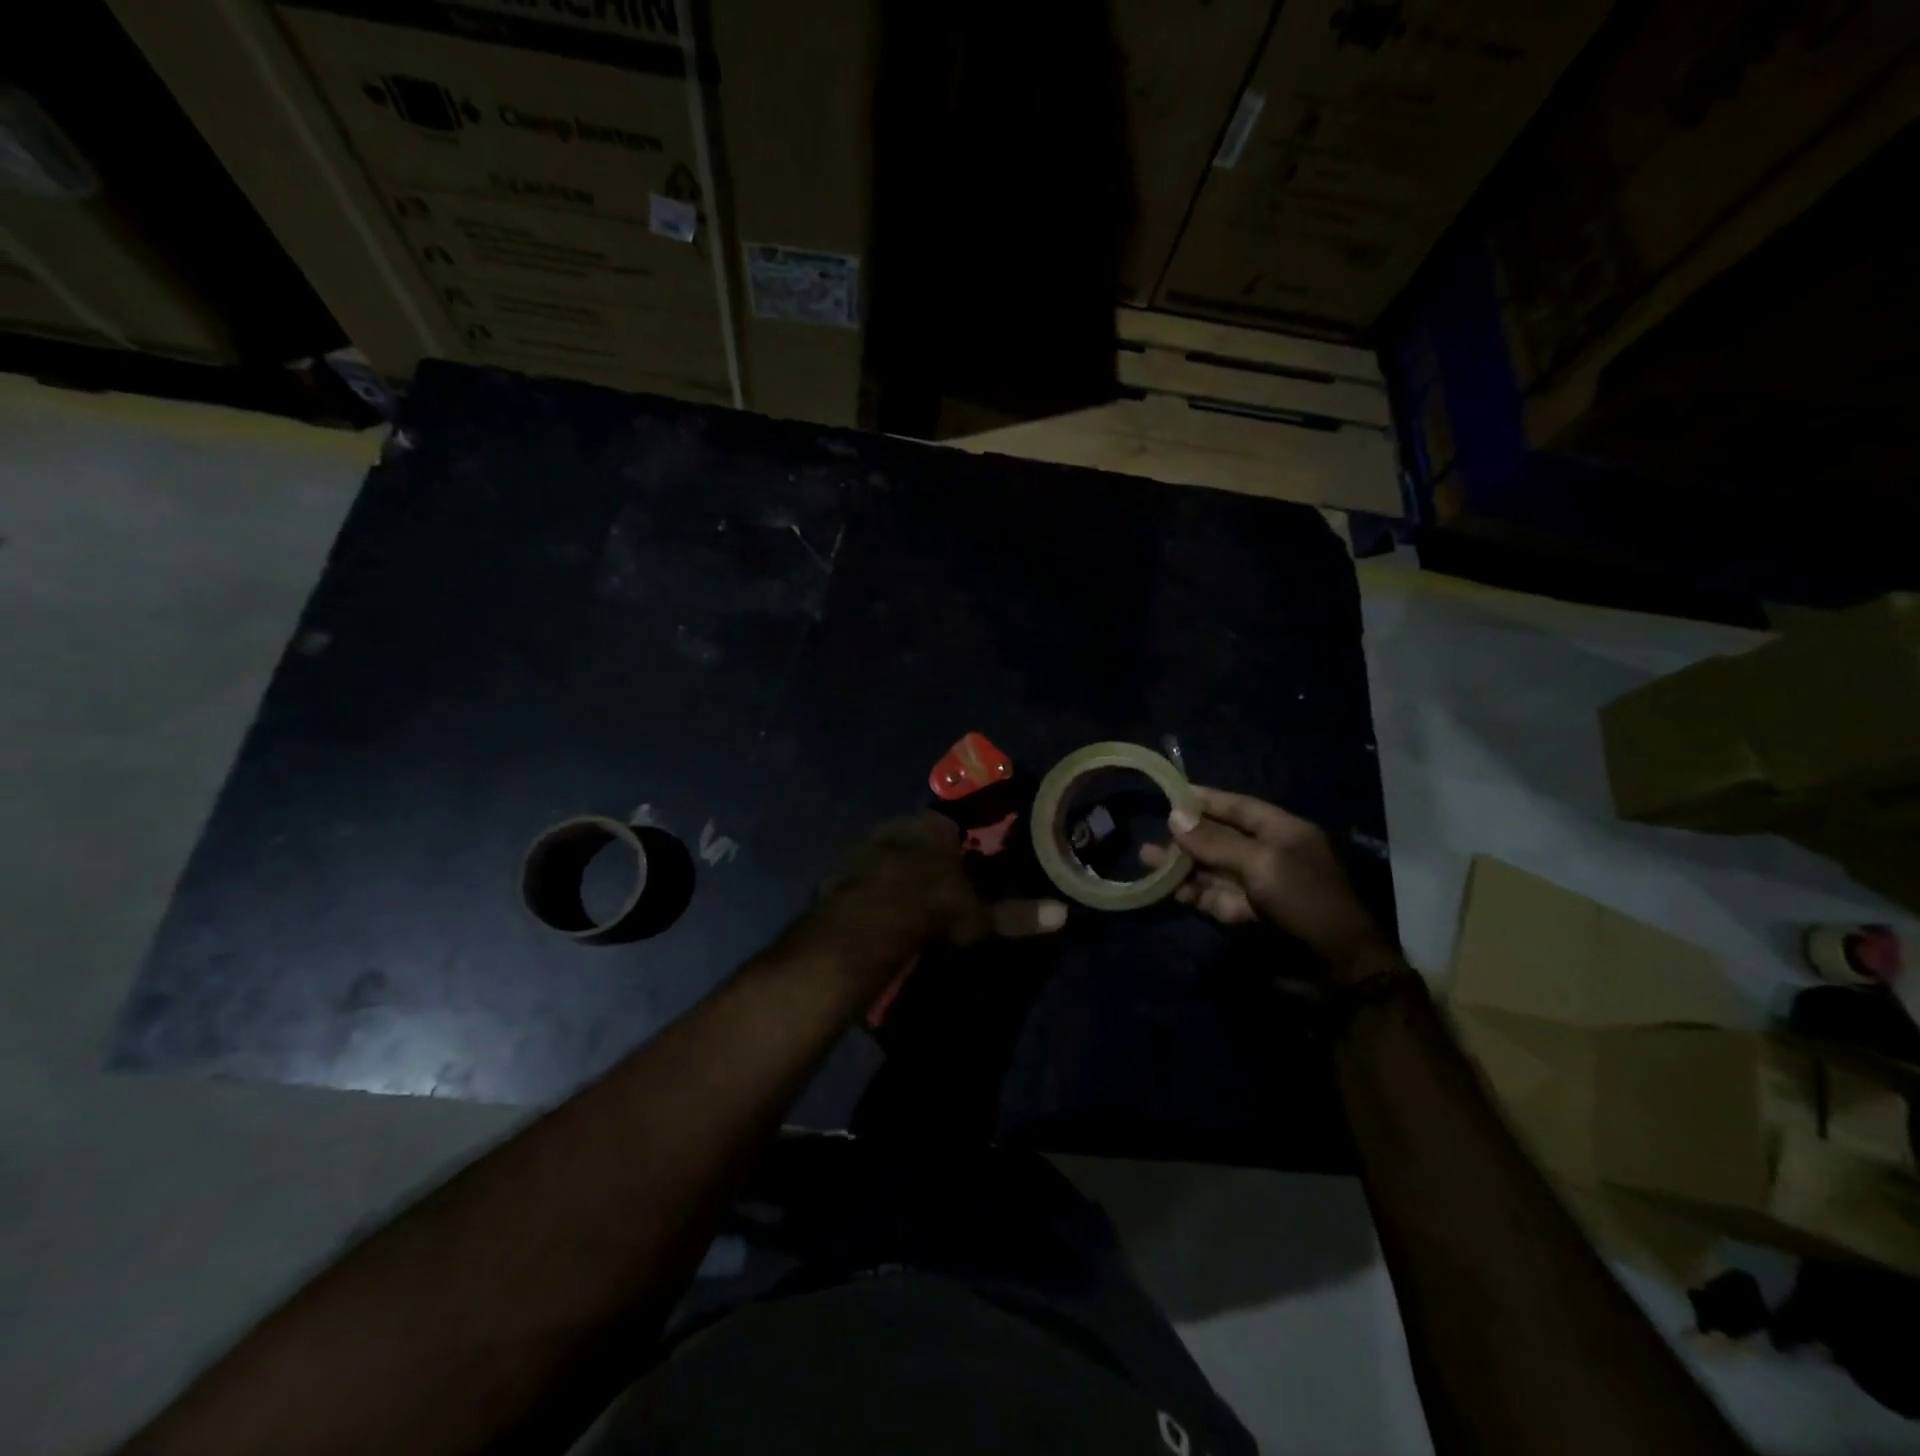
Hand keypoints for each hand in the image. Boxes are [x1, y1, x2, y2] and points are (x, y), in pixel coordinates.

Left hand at [799, 813, 1066, 973]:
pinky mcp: (839, 868)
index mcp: (934, 829)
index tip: (958, 868)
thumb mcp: (979, 916)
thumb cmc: (932, 910)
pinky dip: (866, 886)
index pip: (949, 827)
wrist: (868, 924)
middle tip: (930, 884)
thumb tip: (1063, 913)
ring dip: (892, 868)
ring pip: (885, 851)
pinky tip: (872, 909)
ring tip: (900, 898)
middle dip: (922, 855)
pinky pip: (859, 873)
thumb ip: (1017, 914)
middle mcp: (898, 826)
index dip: (956, 847)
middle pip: (915, 836)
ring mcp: (864, 845)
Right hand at [1139, 786, 1397, 982]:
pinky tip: (1170, 890)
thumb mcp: (1260, 863)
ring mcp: (1258, 887)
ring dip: (1182, 866)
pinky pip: (1215, 897)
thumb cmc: (1304, 901)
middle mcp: (1269, 854)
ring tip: (1147, 860)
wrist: (1336, 967)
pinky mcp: (1249, 915)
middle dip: (1186, 837)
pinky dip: (1194, 893)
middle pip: (1220, 839)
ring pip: (1213, 870)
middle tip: (1150, 834)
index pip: (1238, 807)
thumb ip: (1215, 842)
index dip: (1206, 800)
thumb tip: (1174, 817)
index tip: (1171, 794)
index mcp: (1282, 832)